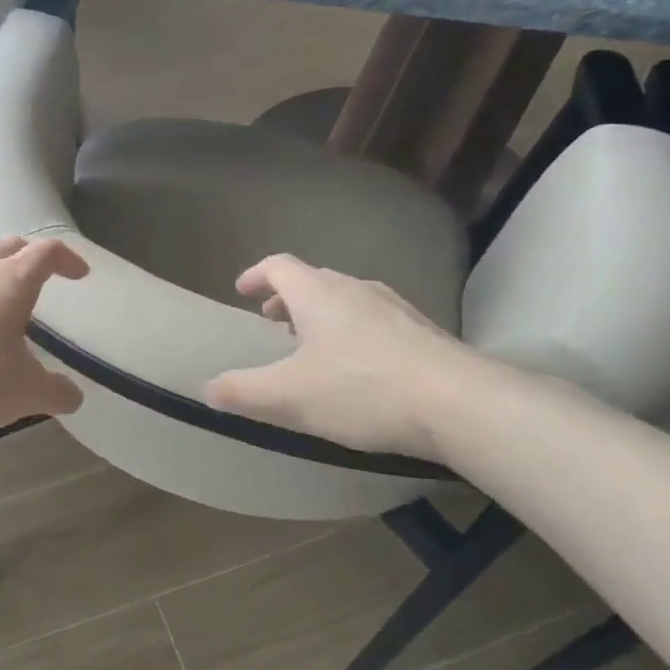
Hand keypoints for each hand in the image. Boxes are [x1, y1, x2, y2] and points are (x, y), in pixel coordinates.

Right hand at [204, 254, 483, 459]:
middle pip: (314, 280)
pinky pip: (375, 320)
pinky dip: (353, 332)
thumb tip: (208, 388)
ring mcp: (395, 308)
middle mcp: (356, 289)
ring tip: (313, 346)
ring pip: (347, 300)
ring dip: (321, 315)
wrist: (460, 404)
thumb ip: (243, 391)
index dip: (256, 275)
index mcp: (318, 294)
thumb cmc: (362, 389)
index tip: (241, 291)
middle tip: (272, 321)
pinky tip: (360, 367)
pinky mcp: (423, 332)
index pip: (279, 266)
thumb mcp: (289, 396)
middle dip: (287, 298)